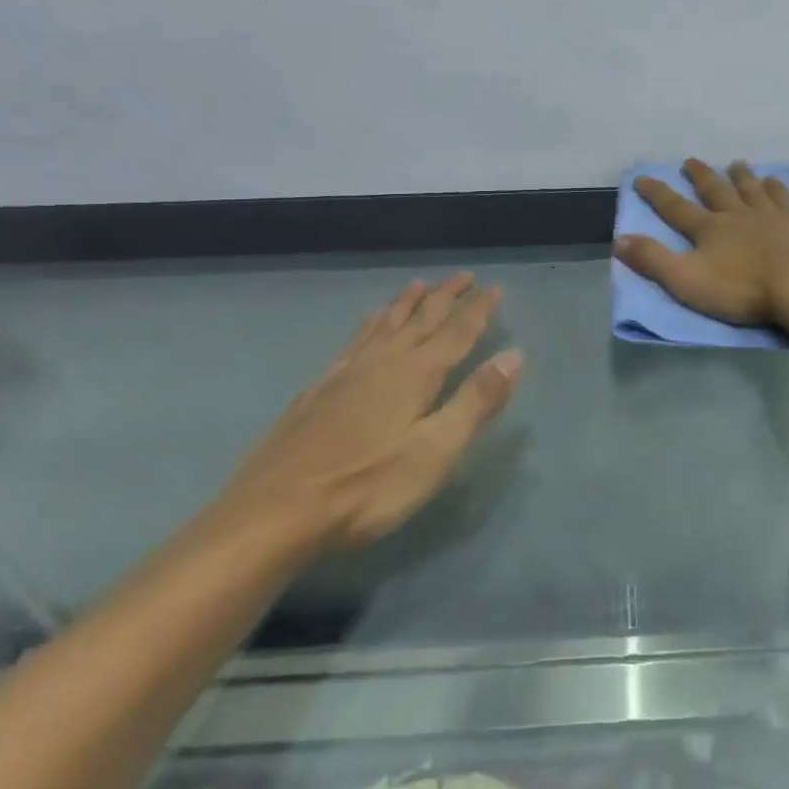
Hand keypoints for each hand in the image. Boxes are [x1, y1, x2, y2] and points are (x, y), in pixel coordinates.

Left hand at [214, 275, 521, 551]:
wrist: (274, 512)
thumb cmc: (367, 486)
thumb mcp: (435, 451)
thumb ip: (476, 401)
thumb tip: (514, 356)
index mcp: (415, 374)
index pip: (456, 332)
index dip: (477, 310)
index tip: (493, 288)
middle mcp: (383, 362)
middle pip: (421, 319)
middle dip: (445, 297)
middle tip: (463, 276)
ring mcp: (346, 373)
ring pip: (385, 324)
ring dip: (407, 303)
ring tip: (419, 285)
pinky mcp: (318, 389)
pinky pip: (355, 340)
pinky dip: (370, 324)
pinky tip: (369, 323)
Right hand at [615, 159, 788, 326]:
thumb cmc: (743, 288)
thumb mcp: (687, 280)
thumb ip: (653, 260)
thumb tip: (619, 239)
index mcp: (709, 230)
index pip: (676, 208)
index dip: (657, 194)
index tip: (643, 177)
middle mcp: (737, 215)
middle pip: (716, 190)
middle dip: (700, 176)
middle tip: (690, 161)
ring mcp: (771, 216)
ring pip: (751, 188)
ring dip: (741, 175)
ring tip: (736, 163)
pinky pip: (784, 198)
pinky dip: (776, 187)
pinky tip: (775, 181)